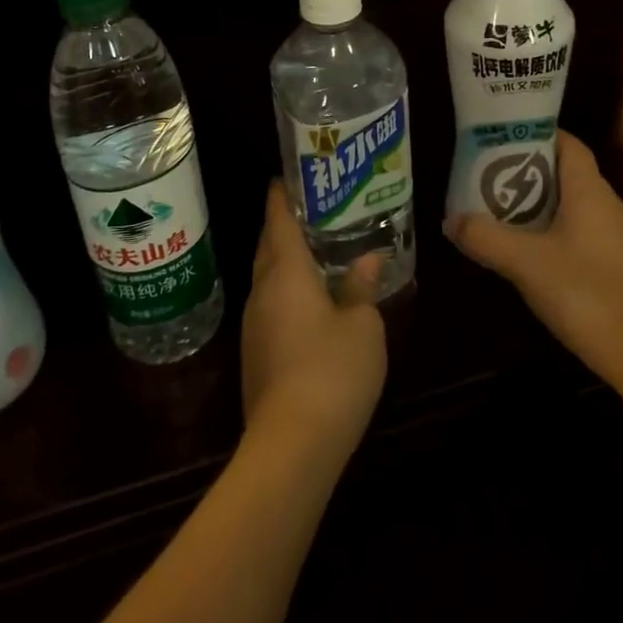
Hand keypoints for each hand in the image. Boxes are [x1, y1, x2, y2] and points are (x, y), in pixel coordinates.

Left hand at [241, 182, 387, 456]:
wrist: (291, 446)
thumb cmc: (332, 372)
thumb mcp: (362, 326)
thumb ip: (361, 288)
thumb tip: (367, 259)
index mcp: (286, 272)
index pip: (278, 220)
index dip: (281, 195)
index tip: (287, 176)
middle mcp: (263, 290)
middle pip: (268, 246)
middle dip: (283, 225)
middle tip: (311, 209)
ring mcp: (254, 324)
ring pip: (267, 277)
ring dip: (284, 259)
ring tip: (314, 249)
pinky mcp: (256, 354)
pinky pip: (269, 304)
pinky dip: (285, 289)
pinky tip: (308, 299)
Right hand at [446, 130, 622, 385]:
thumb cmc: (587, 293)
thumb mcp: (526, 264)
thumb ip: (486, 238)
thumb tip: (451, 221)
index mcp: (592, 192)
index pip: (569, 145)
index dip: (539, 136)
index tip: (505, 139)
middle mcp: (613, 206)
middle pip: (570, 176)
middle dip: (532, 175)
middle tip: (494, 181)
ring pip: (579, 209)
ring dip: (546, 209)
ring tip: (509, 218)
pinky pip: (589, 236)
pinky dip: (563, 236)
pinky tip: (540, 259)